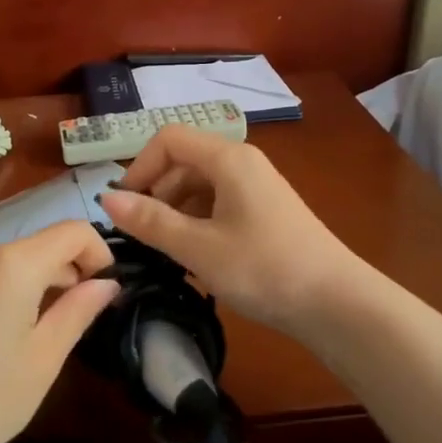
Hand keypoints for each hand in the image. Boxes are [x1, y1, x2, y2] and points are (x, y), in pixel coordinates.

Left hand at [0, 221, 119, 442]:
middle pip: (43, 245)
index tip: (109, 292)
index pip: (73, 231)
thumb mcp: (45, 357)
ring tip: (50, 335)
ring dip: (44, 284)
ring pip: (16, 262)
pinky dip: (14, 293)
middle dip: (73, 272)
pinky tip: (10, 340)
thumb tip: (108, 284)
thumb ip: (79, 311)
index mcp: (14, 263)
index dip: (101, 253)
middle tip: (87, 320)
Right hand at [97, 126, 362, 336]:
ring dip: (175, 212)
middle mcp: (243, 163)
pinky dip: (198, 223)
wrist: (336, 303)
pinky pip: (218, 204)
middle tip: (143, 237)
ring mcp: (256, 187)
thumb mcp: (199, 247)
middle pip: (184, 161)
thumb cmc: (264, 268)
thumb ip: (150, 222)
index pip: (169, 139)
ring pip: (200, 185)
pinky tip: (195, 257)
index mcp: (228, 159)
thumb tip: (105, 199)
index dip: (139, 167)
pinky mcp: (264, 212)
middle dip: (156, 193)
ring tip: (167, 252)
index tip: (125, 208)